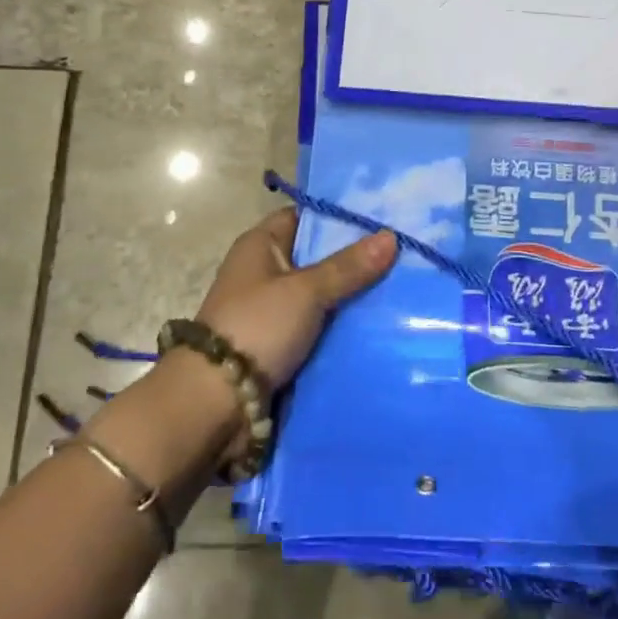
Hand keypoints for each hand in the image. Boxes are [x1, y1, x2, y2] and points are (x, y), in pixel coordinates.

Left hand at [195, 208, 396, 388]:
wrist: (216, 402)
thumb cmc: (257, 327)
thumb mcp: (306, 291)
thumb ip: (348, 267)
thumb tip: (391, 236)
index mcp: (260, 245)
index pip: (304, 216)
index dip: (338, 216)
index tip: (380, 218)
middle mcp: (263, 271)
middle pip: (316, 256)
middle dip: (354, 258)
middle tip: (401, 253)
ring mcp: (270, 309)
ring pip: (320, 294)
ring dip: (350, 295)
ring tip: (401, 287)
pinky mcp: (278, 343)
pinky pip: (317, 326)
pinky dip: (340, 325)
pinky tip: (378, 323)